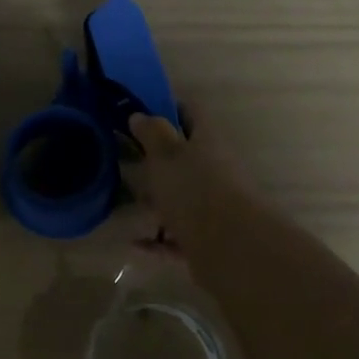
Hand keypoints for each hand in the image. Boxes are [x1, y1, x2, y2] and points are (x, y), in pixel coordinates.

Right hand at [125, 107, 250, 248]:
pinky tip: (136, 242)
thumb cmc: (194, 190)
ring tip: (128, 199)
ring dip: (157, 198)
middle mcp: (214, 169)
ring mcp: (214, 206)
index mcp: (207, 141)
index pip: (190, 113)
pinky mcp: (209, 240)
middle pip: (184, 157)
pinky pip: (178, 235)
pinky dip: (158, 239)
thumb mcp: (165, 154)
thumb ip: (151, 133)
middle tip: (125, 156)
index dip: (167, 108)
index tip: (139, 112)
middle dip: (156, 158)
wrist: (232, 250)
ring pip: (181, 196)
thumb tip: (139, 115)